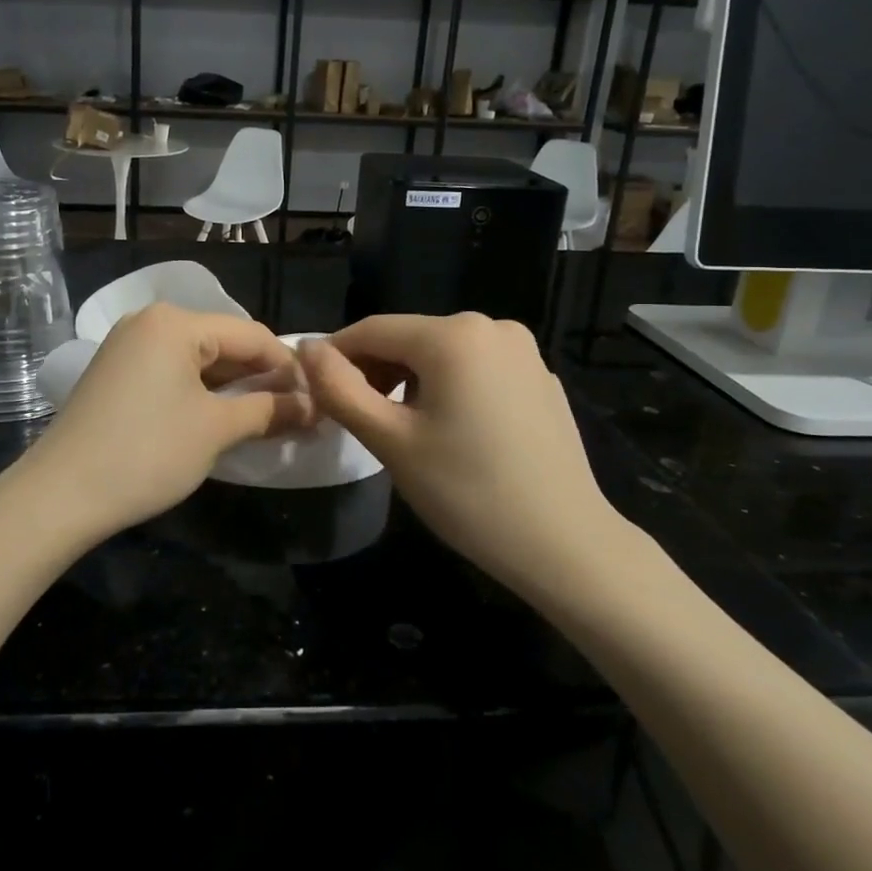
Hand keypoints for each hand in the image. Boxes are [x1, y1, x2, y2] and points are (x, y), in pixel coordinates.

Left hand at [16, 304, 313, 548]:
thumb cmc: (147, 452)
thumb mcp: (216, 430)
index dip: (288, 367)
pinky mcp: (115, 373)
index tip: (319, 399)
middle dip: (261, 378)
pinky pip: (171, 372)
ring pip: (197, 360)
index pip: (251, 335)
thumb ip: (270, 410)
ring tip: (267, 418)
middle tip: (297, 413)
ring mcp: (127, 346)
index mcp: (175, 322)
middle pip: (223, 343)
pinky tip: (221, 418)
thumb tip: (314, 405)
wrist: (60, 493)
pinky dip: (200, 393)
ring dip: (232, 388)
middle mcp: (150, 321)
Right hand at [296, 314, 630, 585]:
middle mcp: (491, 326)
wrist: (565, 544)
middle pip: (409, 338)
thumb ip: (338, 389)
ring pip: (442, 354)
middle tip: (358, 420)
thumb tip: (306, 349)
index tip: (316, 393)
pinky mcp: (540, 377)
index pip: (371, 330)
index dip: (335, 357)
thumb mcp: (389, 440)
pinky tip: (452, 432)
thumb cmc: (467, 492)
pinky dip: (450, 388)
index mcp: (453, 335)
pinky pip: (476, 369)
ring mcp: (523, 351)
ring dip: (410, 381)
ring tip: (402, 429)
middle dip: (375, 372)